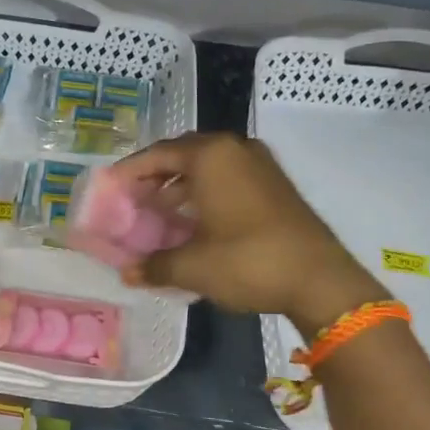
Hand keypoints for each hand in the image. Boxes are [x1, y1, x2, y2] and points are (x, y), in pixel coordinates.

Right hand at [114, 133, 387, 327]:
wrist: (320, 280)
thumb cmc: (248, 262)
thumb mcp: (193, 266)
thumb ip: (154, 265)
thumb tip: (128, 274)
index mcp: (210, 156)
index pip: (157, 155)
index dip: (129, 172)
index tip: (109, 187)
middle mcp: (234, 150)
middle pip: (182, 155)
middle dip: (154, 176)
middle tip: (132, 198)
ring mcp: (259, 165)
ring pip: (207, 166)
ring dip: (180, 185)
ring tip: (158, 211)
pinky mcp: (275, 184)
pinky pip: (228, 177)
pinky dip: (205, 192)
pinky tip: (194, 219)